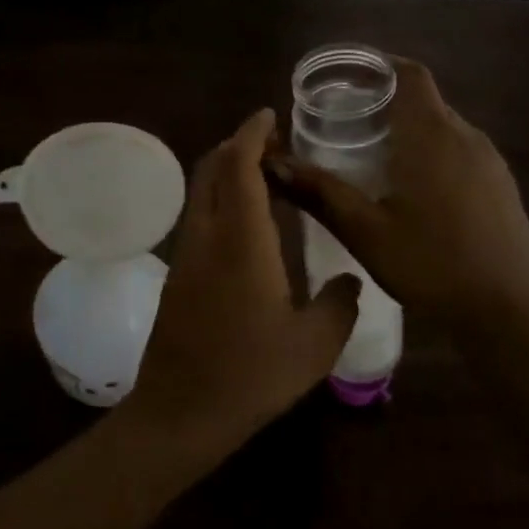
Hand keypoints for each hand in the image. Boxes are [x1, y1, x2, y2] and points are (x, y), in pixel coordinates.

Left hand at [122, 108, 361, 452]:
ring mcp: (186, 255)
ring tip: (266, 177)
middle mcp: (207, 236)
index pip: (239, 166)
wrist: (179, 413)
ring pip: (201, 193)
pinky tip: (248, 224)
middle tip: (275, 144)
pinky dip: (221, 200)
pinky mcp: (178, 276)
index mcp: (241, 241)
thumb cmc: (250, 376)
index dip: (252, 133)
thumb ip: (340, 303)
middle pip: (212, 169)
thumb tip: (350, 279)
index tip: (270, 114)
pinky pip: (199, 217)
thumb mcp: (314, 345)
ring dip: (227, 172)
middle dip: (239, 145)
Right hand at [265, 58, 528, 329]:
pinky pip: (463, 150)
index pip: (411, 75)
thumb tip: (273, 163)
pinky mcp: (502, 185)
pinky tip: (416, 187)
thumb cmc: (430, 264)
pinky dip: (435, 150)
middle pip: (426, 99)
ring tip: (376, 151)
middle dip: (389, 99)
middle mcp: (466, 136)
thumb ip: (320, 192)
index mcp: (432, 136)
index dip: (381, 66)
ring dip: (412, 127)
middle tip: (349, 118)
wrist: (506, 311)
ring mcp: (490, 161)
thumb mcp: (365, 231)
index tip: (350, 75)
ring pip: (446, 126)